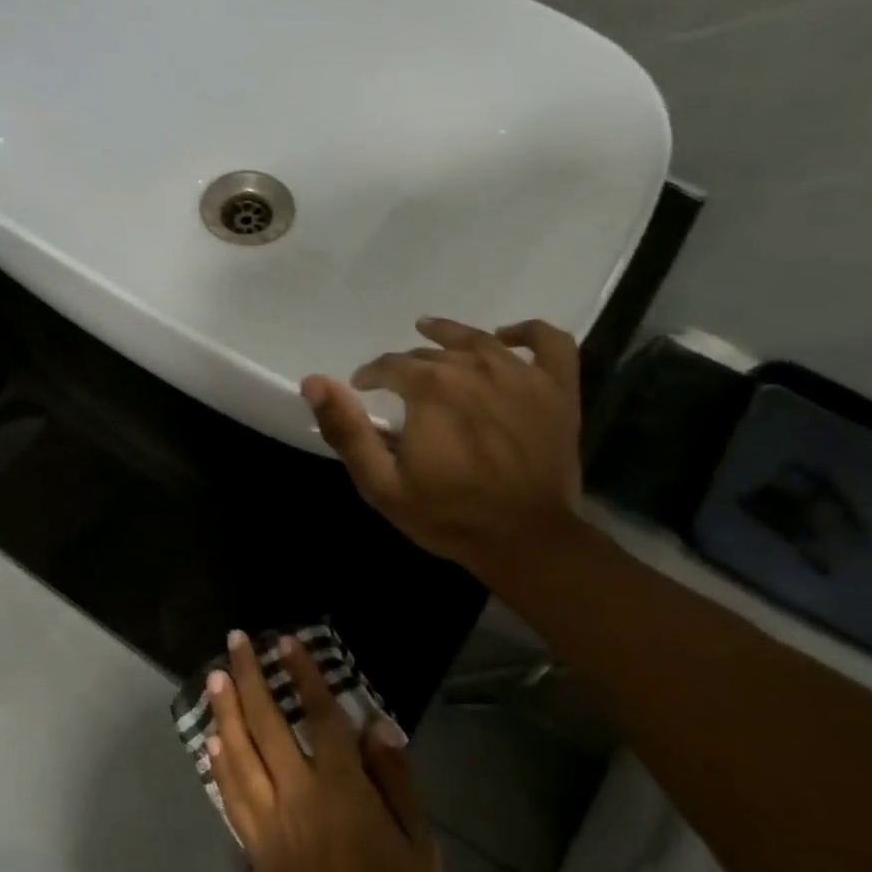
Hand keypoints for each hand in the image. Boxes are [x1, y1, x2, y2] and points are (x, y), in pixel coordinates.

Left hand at [206, 632, 444, 871]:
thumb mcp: (420, 842)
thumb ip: (395, 777)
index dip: (302, 675)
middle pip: (267, 724)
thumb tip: (375, 721)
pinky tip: (212, 739)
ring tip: (214, 675)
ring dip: (225, 710)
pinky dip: (219, 763)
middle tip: (235, 641)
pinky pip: (230, 795)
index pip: (318, 717)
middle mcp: (298, 796)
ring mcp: (269, 822)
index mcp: (343, 791)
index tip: (285, 642)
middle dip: (249, 677)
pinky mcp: (254, 847)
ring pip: (239, 753)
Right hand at [301, 318, 584, 570]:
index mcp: (430, 387)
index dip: (370, 376)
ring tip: (430, 333)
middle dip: (407, 366)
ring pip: (479, 339)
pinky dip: (527, 331)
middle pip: (432, 354)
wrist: (525, 539)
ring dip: (449, 335)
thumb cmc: (447, 514)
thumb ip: (346, 430)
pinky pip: (549, 341)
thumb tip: (314, 382)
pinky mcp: (558, 388)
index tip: (362, 390)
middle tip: (397, 385)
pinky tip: (506, 337)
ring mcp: (522, 374)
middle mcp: (475, 367)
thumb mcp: (381, 482)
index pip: (390, 366)